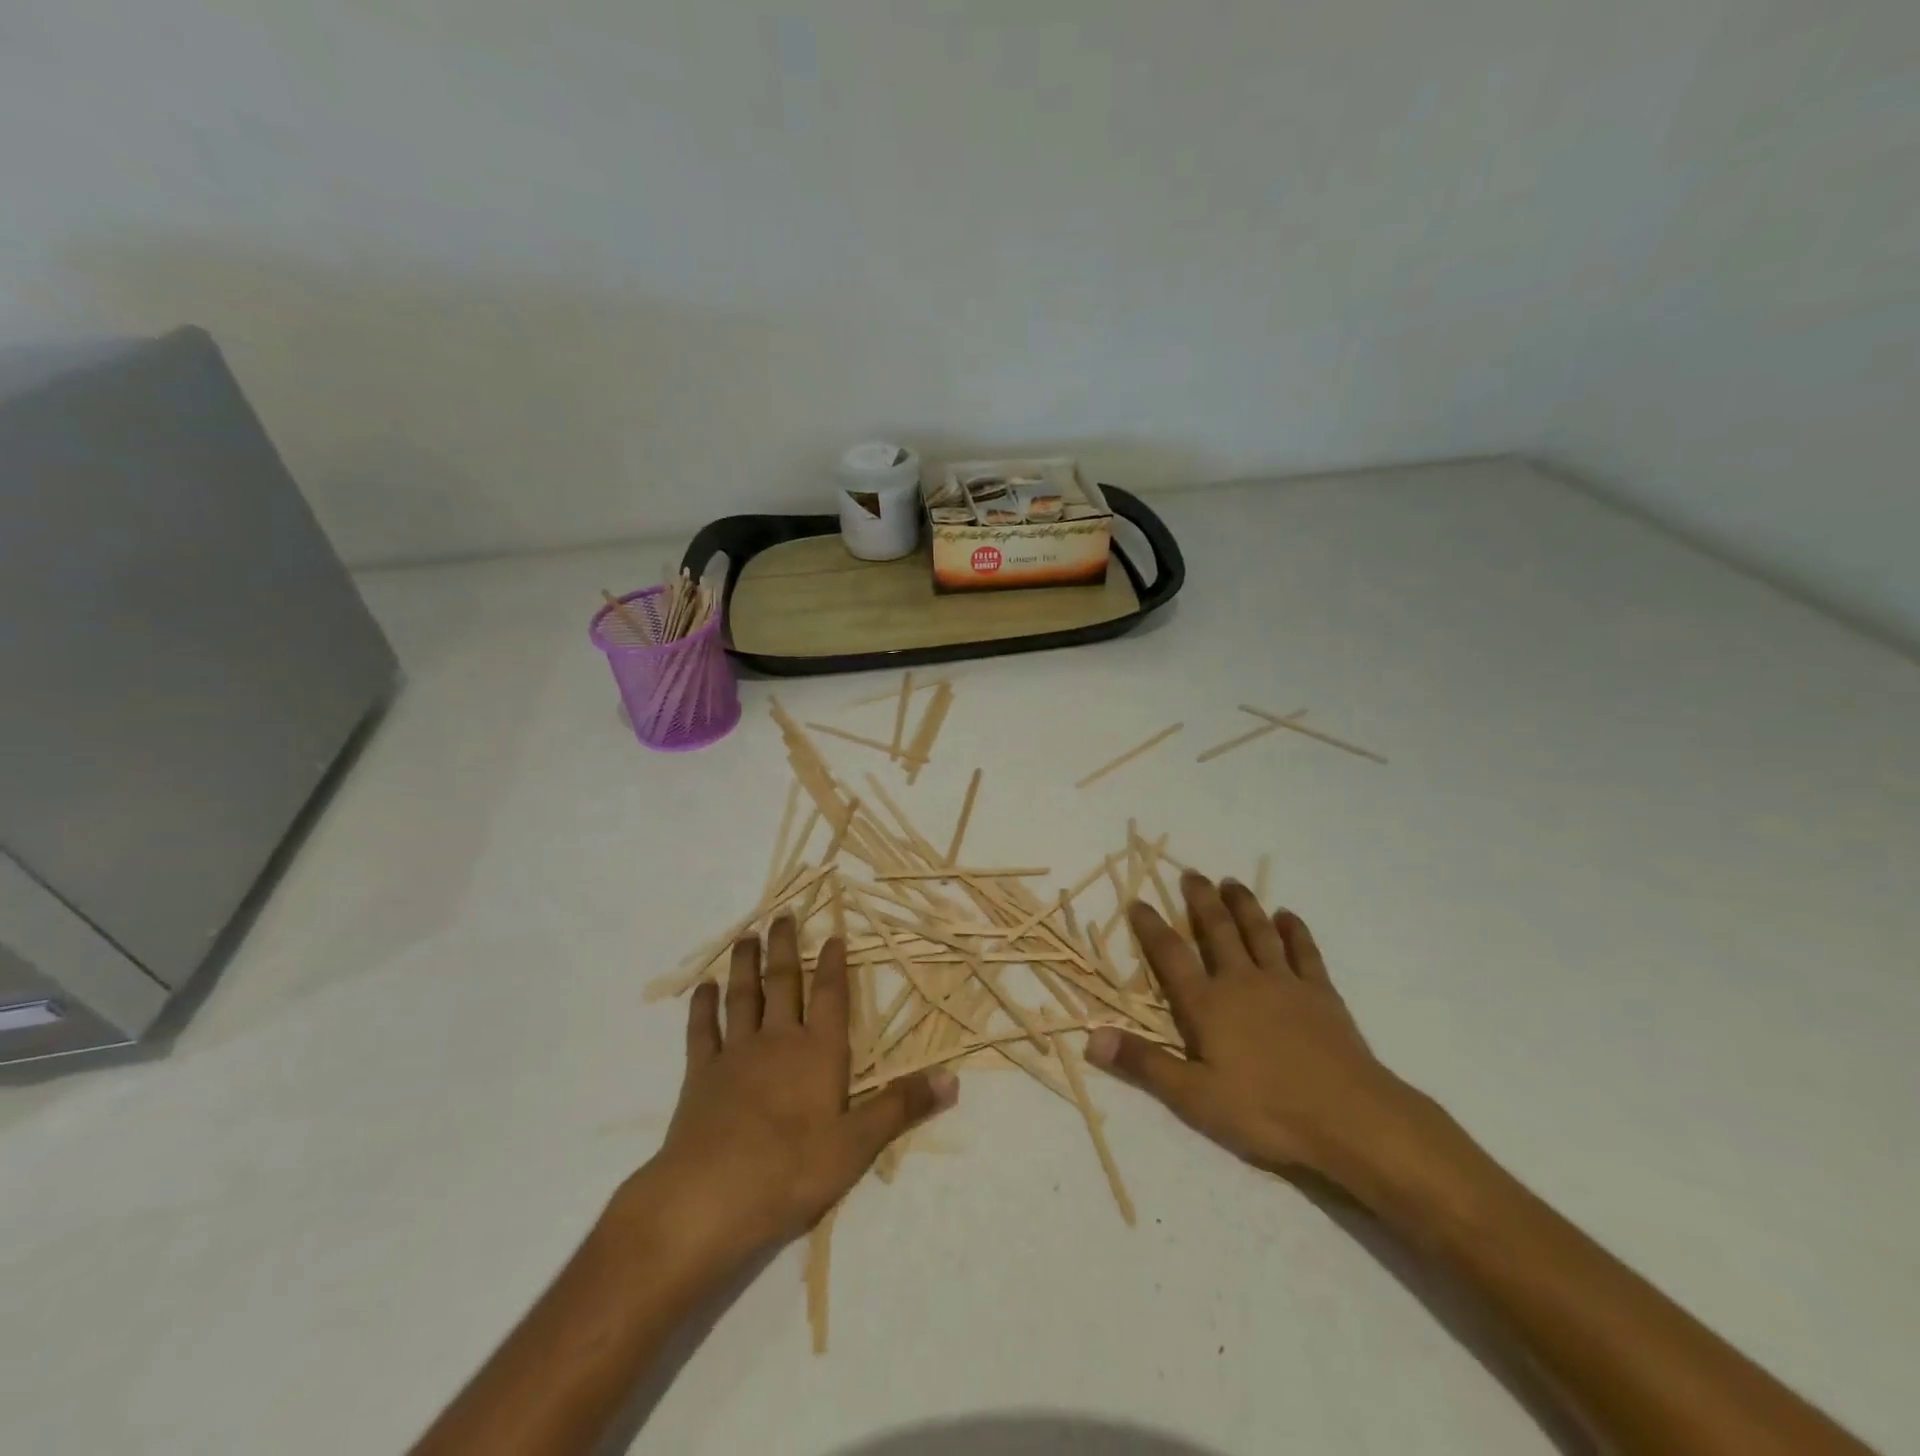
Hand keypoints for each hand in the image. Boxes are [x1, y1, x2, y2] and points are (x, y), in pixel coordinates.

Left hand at [626, 915, 956, 1274]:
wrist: (708, 1199)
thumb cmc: (790, 1171)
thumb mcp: (857, 1146)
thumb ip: (901, 1108)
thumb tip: (953, 1079)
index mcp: (818, 1053)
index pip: (830, 997)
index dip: (834, 964)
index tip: (832, 933)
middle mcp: (777, 1041)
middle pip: (783, 983)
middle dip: (785, 947)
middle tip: (783, 915)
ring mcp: (735, 1055)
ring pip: (743, 997)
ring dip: (745, 965)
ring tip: (746, 936)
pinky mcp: (700, 1076)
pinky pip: (702, 1031)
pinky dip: (702, 1007)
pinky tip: (702, 988)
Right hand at [1087, 873, 1422, 1189]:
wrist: (1350, 1118)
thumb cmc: (1266, 1111)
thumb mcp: (1194, 1097)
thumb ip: (1144, 1064)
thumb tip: (1091, 1037)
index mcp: (1208, 1005)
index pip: (1171, 955)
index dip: (1151, 927)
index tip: (1138, 901)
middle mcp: (1242, 982)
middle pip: (1217, 931)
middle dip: (1201, 900)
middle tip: (1191, 874)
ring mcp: (1285, 984)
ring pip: (1259, 932)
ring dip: (1244, 905)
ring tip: (1231, 882)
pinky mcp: (1321, 994)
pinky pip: (1305, 952)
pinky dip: (1295, 931)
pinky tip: (1288, 917)